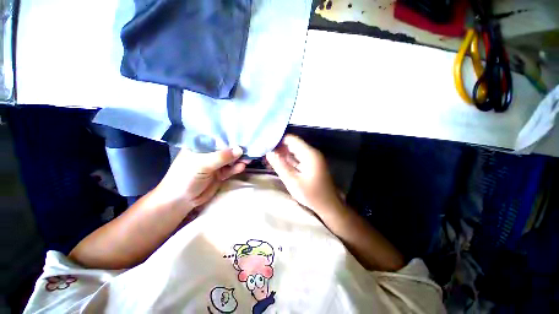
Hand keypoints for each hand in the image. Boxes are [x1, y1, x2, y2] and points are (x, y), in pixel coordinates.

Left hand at [155, 146, 245, 212]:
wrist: (181, 201)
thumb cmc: (185, 178)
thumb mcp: (202, 164)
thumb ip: (221, 157)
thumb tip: (240, 149)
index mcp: (199, 146)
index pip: (216, 138)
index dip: (228, 137)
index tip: (242, 135)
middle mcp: (208, 154)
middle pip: (225, 149)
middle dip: (236, 149)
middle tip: (249, 148)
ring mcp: (214, 165)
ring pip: (229, 160)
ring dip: (238, 159)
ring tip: (248, 158)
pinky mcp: (220, 175)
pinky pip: (230, 169)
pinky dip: (236, 168)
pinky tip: (242, 166)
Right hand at [266, 135, 340, 213]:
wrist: (328, 206)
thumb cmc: (311, 195)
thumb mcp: (292, 181)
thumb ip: (280, 166)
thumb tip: (269, 153)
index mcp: (309, 154)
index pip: (291, 139)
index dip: (278, 140)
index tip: (266, 146)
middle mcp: (311, 153)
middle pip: (292, 144)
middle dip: (278, 149)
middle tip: (265, 155)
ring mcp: (311, 158)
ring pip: (293, 151)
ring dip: (282, 155)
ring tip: (268, 160)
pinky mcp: (310, 164)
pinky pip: (297, 158)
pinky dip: (287, 160)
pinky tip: (278, 164)